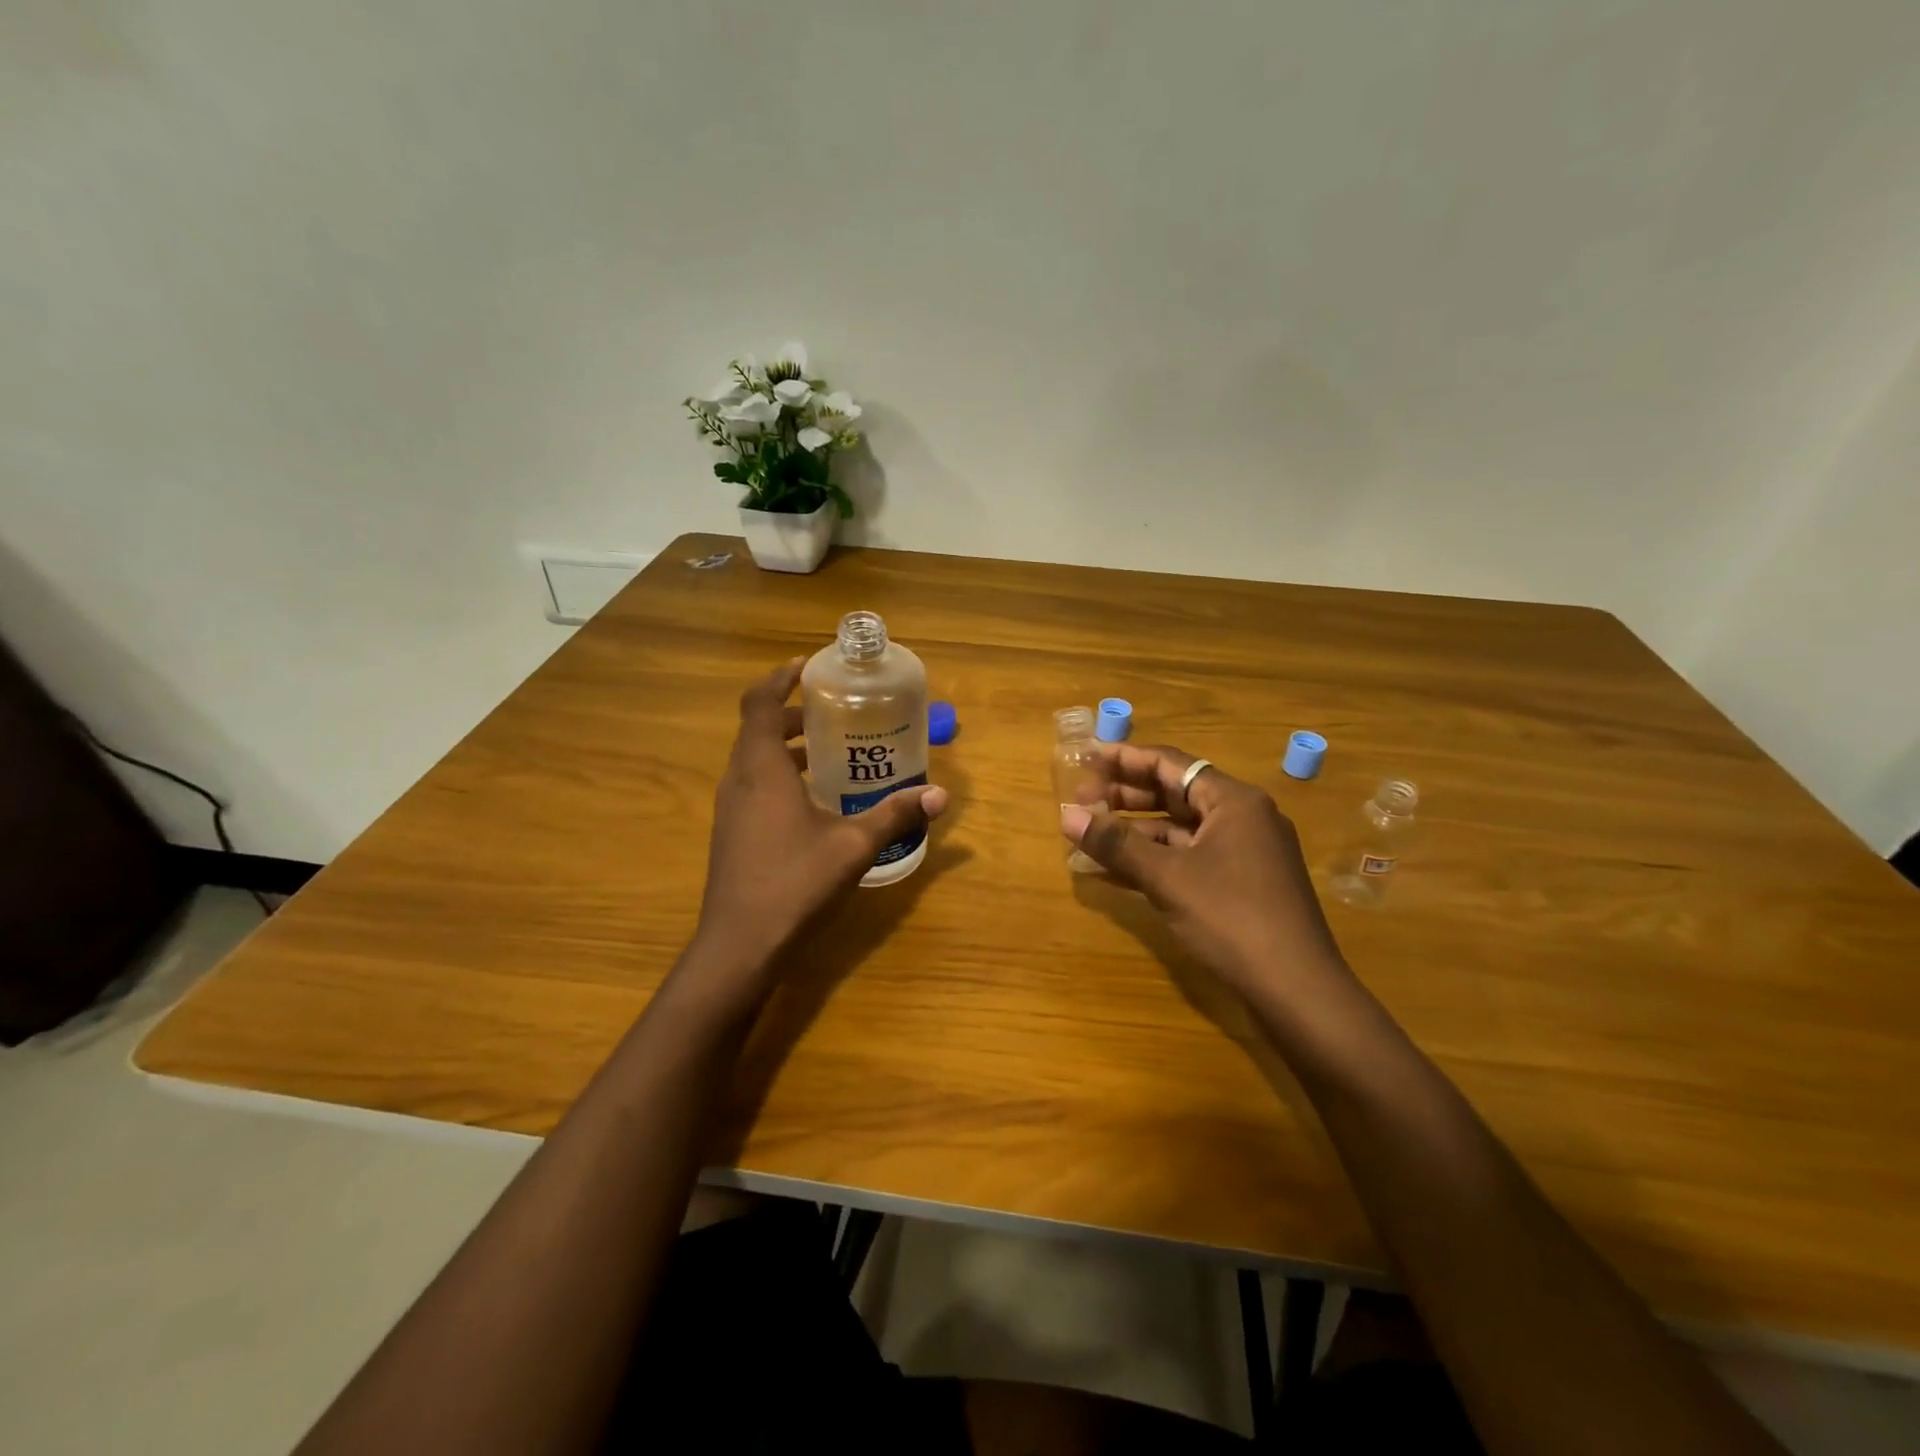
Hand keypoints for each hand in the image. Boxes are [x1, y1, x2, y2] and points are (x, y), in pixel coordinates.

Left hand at [692, 660, 948, 978]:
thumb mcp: (854, 846)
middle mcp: (738, 779)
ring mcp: (730, 808)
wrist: (740, 946)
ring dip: (786, 745)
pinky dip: (780, 774)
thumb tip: (940, 794)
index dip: (780, 677)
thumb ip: (895, 814)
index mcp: (761, 768)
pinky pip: (753, 784)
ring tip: (830, 751)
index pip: (760, 702)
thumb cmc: (795, 884)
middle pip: (759, 727)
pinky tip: (814, 800)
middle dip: (794, 713)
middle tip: (835, 712)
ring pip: (755, 758)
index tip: (810, 666)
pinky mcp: (732, 832)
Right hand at [1060, 744, 1347, 998]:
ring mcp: (1245, 853)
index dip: (1124, 759)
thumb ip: (1116, 843)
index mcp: (1233, 801)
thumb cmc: (1233, 919)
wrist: (1298, 990)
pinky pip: (1189, 858)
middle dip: (1125, 797)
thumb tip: (1066, 815)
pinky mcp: (1241, 884)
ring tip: (1090, 837)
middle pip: (1175, 793)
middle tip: (1080, 803)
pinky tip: (1116, 872)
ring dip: (1135, 832)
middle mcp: (1242, 817)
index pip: (1170, 764)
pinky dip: (1154, 860)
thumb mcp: (1167, 877)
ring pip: (1180, 829)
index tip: (1086, 758)